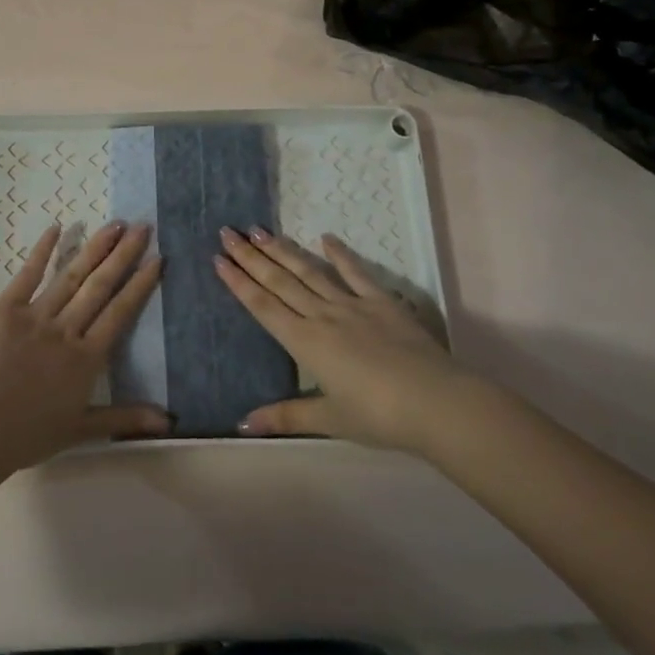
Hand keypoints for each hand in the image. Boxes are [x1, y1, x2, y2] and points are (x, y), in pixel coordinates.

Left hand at [0, 221, 169, 470]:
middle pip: (100, 286)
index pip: (120, 312)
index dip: (140, 284)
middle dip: (123, 255)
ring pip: (72, 276)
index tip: (157, 258)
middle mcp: (67, 330)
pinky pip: (28, 275)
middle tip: (142, 226)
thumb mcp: (81, 429)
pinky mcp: (5, 309)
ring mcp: (36, 316)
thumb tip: (169, 421)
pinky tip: (56, 228)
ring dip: (94, 248)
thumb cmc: (27, 434)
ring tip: (114, 224)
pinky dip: (42, 251)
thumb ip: (125, 418)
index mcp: (87, 358)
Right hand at [215, 228, 469, 449]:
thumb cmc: (378, 416)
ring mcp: (352, 305)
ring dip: (283, 250)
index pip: (263, 306)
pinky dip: (340, 254)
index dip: (239, 282)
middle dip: (251, 256)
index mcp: (305, 343)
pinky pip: (356, 273)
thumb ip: (285, 416)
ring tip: (260, 230)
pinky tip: (325, 238)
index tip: (219, 259)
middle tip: (228, 231)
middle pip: (279, 281)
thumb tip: (241, 424)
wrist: (435, 402)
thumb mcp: (329, 419)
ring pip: (309, 271)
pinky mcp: (382, 302)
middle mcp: (322, 316)